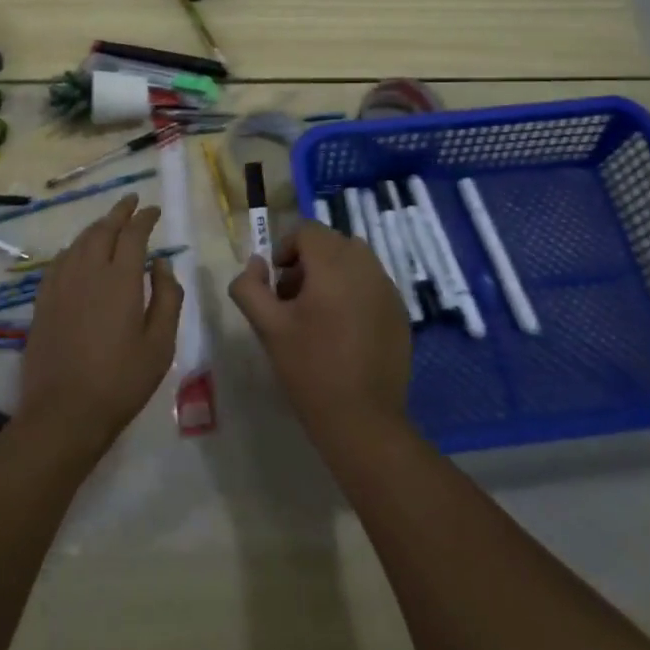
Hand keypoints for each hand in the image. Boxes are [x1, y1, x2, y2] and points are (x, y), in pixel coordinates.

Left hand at [16, 195, 182, 460]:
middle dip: (119, 212)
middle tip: (131, 202)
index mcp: (121, 279)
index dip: (144, 218)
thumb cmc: (121, 380)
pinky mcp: (43, 302)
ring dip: (97, 227)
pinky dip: (74, 248)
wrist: (63, 413)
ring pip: (79, 242)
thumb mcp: (160, 344)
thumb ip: (167, 297)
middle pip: (103, 229)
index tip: (154, 211)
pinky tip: (78, 253)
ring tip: (109, 223)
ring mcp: (61, 285)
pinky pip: (59, 261)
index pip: (133, 234)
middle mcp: (88, 271)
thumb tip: (162, 265)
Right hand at [228, 220, 411, 445]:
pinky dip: (354, 290)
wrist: (362, 419)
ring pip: (354, 260)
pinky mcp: (400, 311)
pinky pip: (372, 283)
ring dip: (332, 273)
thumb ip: (250, 287)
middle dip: (308, 261)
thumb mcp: (268, 328)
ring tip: (317, 313)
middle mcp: (366, 266)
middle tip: (292, 298)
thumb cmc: (310, 370)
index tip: (276, 282)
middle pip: (331, 242)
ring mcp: (388, 288)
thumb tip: (256, 263)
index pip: (308, 230)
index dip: (285, 248)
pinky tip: (343, 330)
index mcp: (333, 265)